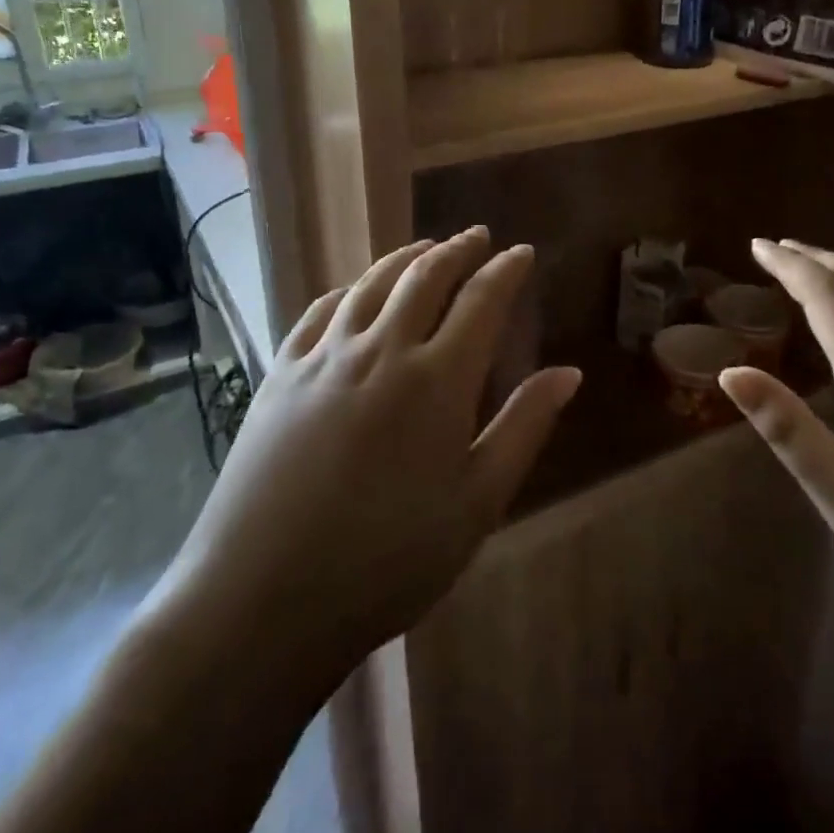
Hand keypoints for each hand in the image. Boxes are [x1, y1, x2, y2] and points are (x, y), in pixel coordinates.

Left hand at [154, 228, 581, 674]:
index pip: (481, 301)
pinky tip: (354, 292)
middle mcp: (381, 349)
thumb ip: (524, 427)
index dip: (505, 271)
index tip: (521, 252)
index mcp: (437, 379)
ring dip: (404, 258)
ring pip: (371, 284)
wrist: (265, 596)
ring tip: (424, 247)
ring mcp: (324, 357)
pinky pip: (320, 312)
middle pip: (424, 277)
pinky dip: (348, 290)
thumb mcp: (477, 503)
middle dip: (457, 249)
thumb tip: (568, 372)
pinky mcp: (280, 373)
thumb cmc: (390, 560)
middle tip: (477, 235)